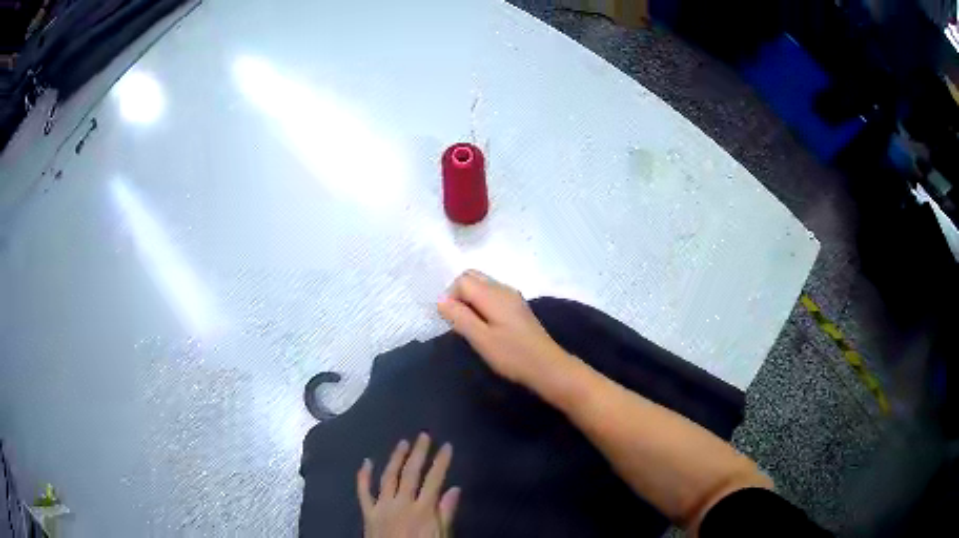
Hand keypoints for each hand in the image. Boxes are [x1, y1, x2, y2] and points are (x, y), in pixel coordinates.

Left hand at [357, 433, 460, 537]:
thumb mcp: (441, 536)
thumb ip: (446, 513)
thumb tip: (455, 489)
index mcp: (422, 510)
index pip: (434, 480)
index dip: (441, 462)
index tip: (447, 446)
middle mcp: (401, 504)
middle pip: (411, 474)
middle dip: (419, 453)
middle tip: (423, 436)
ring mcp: (382, 507)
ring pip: (388, 477)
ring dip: (395, 458)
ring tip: (403, 443)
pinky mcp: (368, 512)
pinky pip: (363, 491)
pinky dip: (364, 476)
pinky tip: (366, 461)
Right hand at [437, 270, 573, 387]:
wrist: (547, 366)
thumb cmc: (512, 355)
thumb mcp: (481, 339)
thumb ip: (459, 317)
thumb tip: (440, 300)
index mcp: (493, 294)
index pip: (462, 280)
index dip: (450, 297)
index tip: (451, 321)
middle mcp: (503, 289)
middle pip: (473, 277)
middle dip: (459, 295)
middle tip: (458, 321)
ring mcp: (512, 297)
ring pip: (483, 286)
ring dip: (470, 300)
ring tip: (470, 327)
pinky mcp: (517, 308)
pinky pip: (492, 296)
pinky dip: (482, 305)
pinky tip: (485, 327)